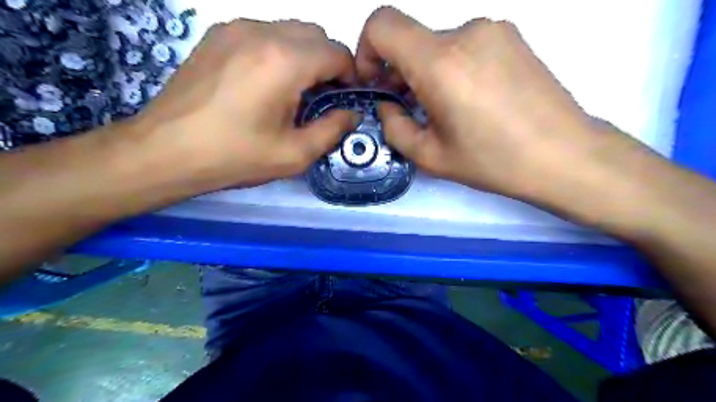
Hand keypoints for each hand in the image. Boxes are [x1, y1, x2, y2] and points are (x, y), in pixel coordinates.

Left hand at [134, 18, 357, 191]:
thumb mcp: (294, 154)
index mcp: (285, 61)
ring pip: (290, 30)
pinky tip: (264, 83)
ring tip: (291, 92)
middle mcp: (262, 32)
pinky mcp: (217, 35)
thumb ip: (333, 130)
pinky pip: (264, 33)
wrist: (166, 151)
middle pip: (316, 35)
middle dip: (328, 64)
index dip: (349, 76)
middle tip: (320, 98)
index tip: (343, 100)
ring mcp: (235, 28)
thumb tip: (352, 113)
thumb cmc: (235, 157)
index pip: (337, 52)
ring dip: (304, 57)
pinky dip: (278, 52)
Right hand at [358, 6, 652, 209]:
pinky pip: (465, 44)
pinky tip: (470, 99)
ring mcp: (493, 30)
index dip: (366, 50)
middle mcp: (466, 32)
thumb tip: (387, 104)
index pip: (382, 24)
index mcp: (440, 62)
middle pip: (411, 38)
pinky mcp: (512, 37)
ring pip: (438, 43)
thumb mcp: (430, 156)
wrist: (565, 155)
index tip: (375, 81)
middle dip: (398, 70)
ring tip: (444, 108)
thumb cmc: (493, 161)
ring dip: (427, 71)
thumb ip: (394, 127)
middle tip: (408, 106)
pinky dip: (452, 66)